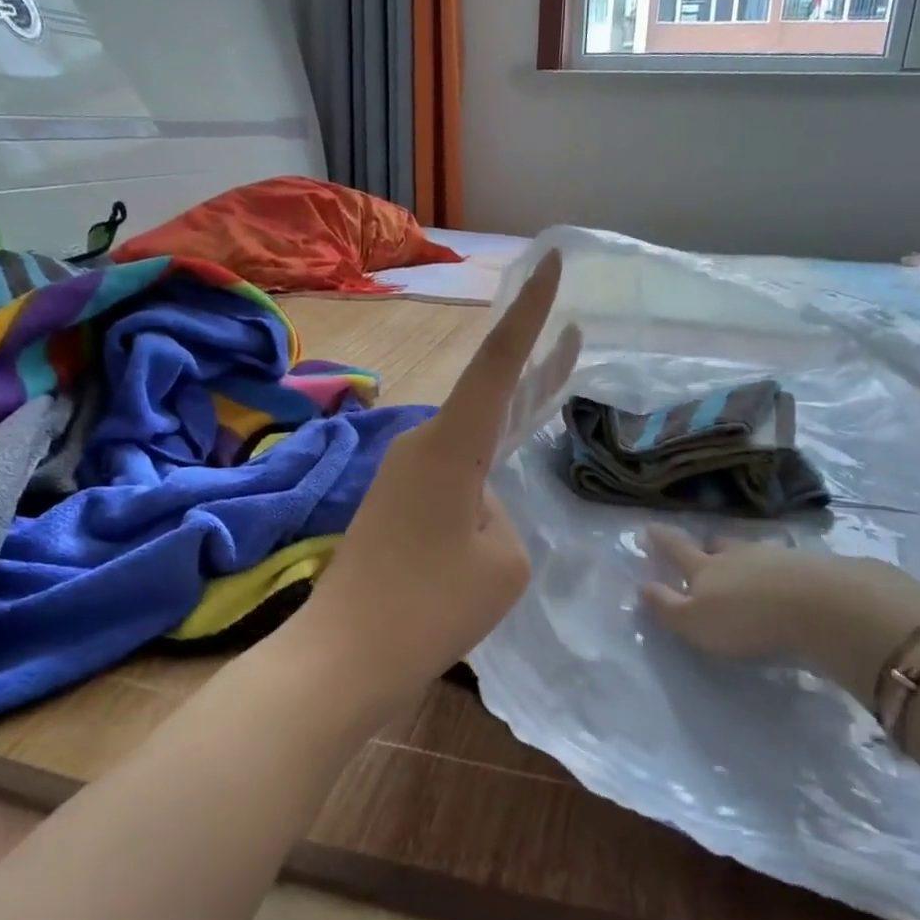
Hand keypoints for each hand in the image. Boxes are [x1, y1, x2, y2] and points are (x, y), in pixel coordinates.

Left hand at [298, 252, 579, 713]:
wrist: (346, 657)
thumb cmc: (431, 606)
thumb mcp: (502, 561)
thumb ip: (502, 516)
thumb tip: (477, 506)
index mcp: (450, 445)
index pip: (498, 363)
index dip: (529, 313)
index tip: (549, 262)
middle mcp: (421, 446)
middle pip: (488, 397)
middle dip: (534, 371)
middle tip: (573, 338)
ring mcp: (403, 476)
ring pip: (471, 443)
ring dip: (508, 431)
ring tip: (546, 412)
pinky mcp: (394, 506)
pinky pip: (453, 474)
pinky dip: (484, 471)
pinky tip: (497, 498)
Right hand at [641, 526, 919, 708]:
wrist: (823, 606)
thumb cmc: (748, 619)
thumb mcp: (696, 623)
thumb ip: (667, 607)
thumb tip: (641, 585)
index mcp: (705, 568)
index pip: (677, 549)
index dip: (661, 539)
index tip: (649, 527)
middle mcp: (738, 555)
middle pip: (718, 545)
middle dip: (707, 546)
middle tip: (704, 547)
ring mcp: (777, 556)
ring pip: (753, 551)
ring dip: (745, 557)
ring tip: (746, 566)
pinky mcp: (813, 566)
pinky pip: (787, 563)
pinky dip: (780, 569)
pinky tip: (786, 580)